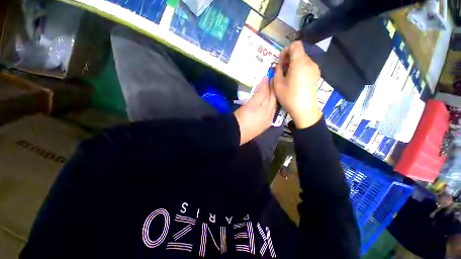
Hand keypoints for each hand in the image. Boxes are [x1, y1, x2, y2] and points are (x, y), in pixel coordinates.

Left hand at [234, 77, 276, 144]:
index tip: (276, 90)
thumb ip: (260, 118)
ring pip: (270, 95)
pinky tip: (265, 78)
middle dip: (275, 89)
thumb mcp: (256, 126)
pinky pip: (261, 93)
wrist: (236, 133)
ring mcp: (263, 109)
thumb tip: (261, 111)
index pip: (275, 107)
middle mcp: (269, 115)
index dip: (275, 97)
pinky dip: (263, 85)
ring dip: (271, 85)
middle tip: (276, 79)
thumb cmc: (245, 132)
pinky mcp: (255, 105)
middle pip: (274, 100)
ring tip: (271, 77)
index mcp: (268, 122)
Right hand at [274, 41, 321, 128]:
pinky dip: (299, 68)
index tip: (280, 60)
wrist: (305, 109)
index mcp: (299, 63)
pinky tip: (295, 80)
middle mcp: (309, 62)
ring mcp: (315, 69)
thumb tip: (280, 65)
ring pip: (303, 59)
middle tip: (281, 70)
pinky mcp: (316, 75)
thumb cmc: (289, 97)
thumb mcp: (277, 84)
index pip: (296, 45)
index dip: (286, 50)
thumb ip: (277, 71)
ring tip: (287, 76)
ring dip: (294, 64)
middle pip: (299, 52)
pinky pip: (307, 66)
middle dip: (289, 58)